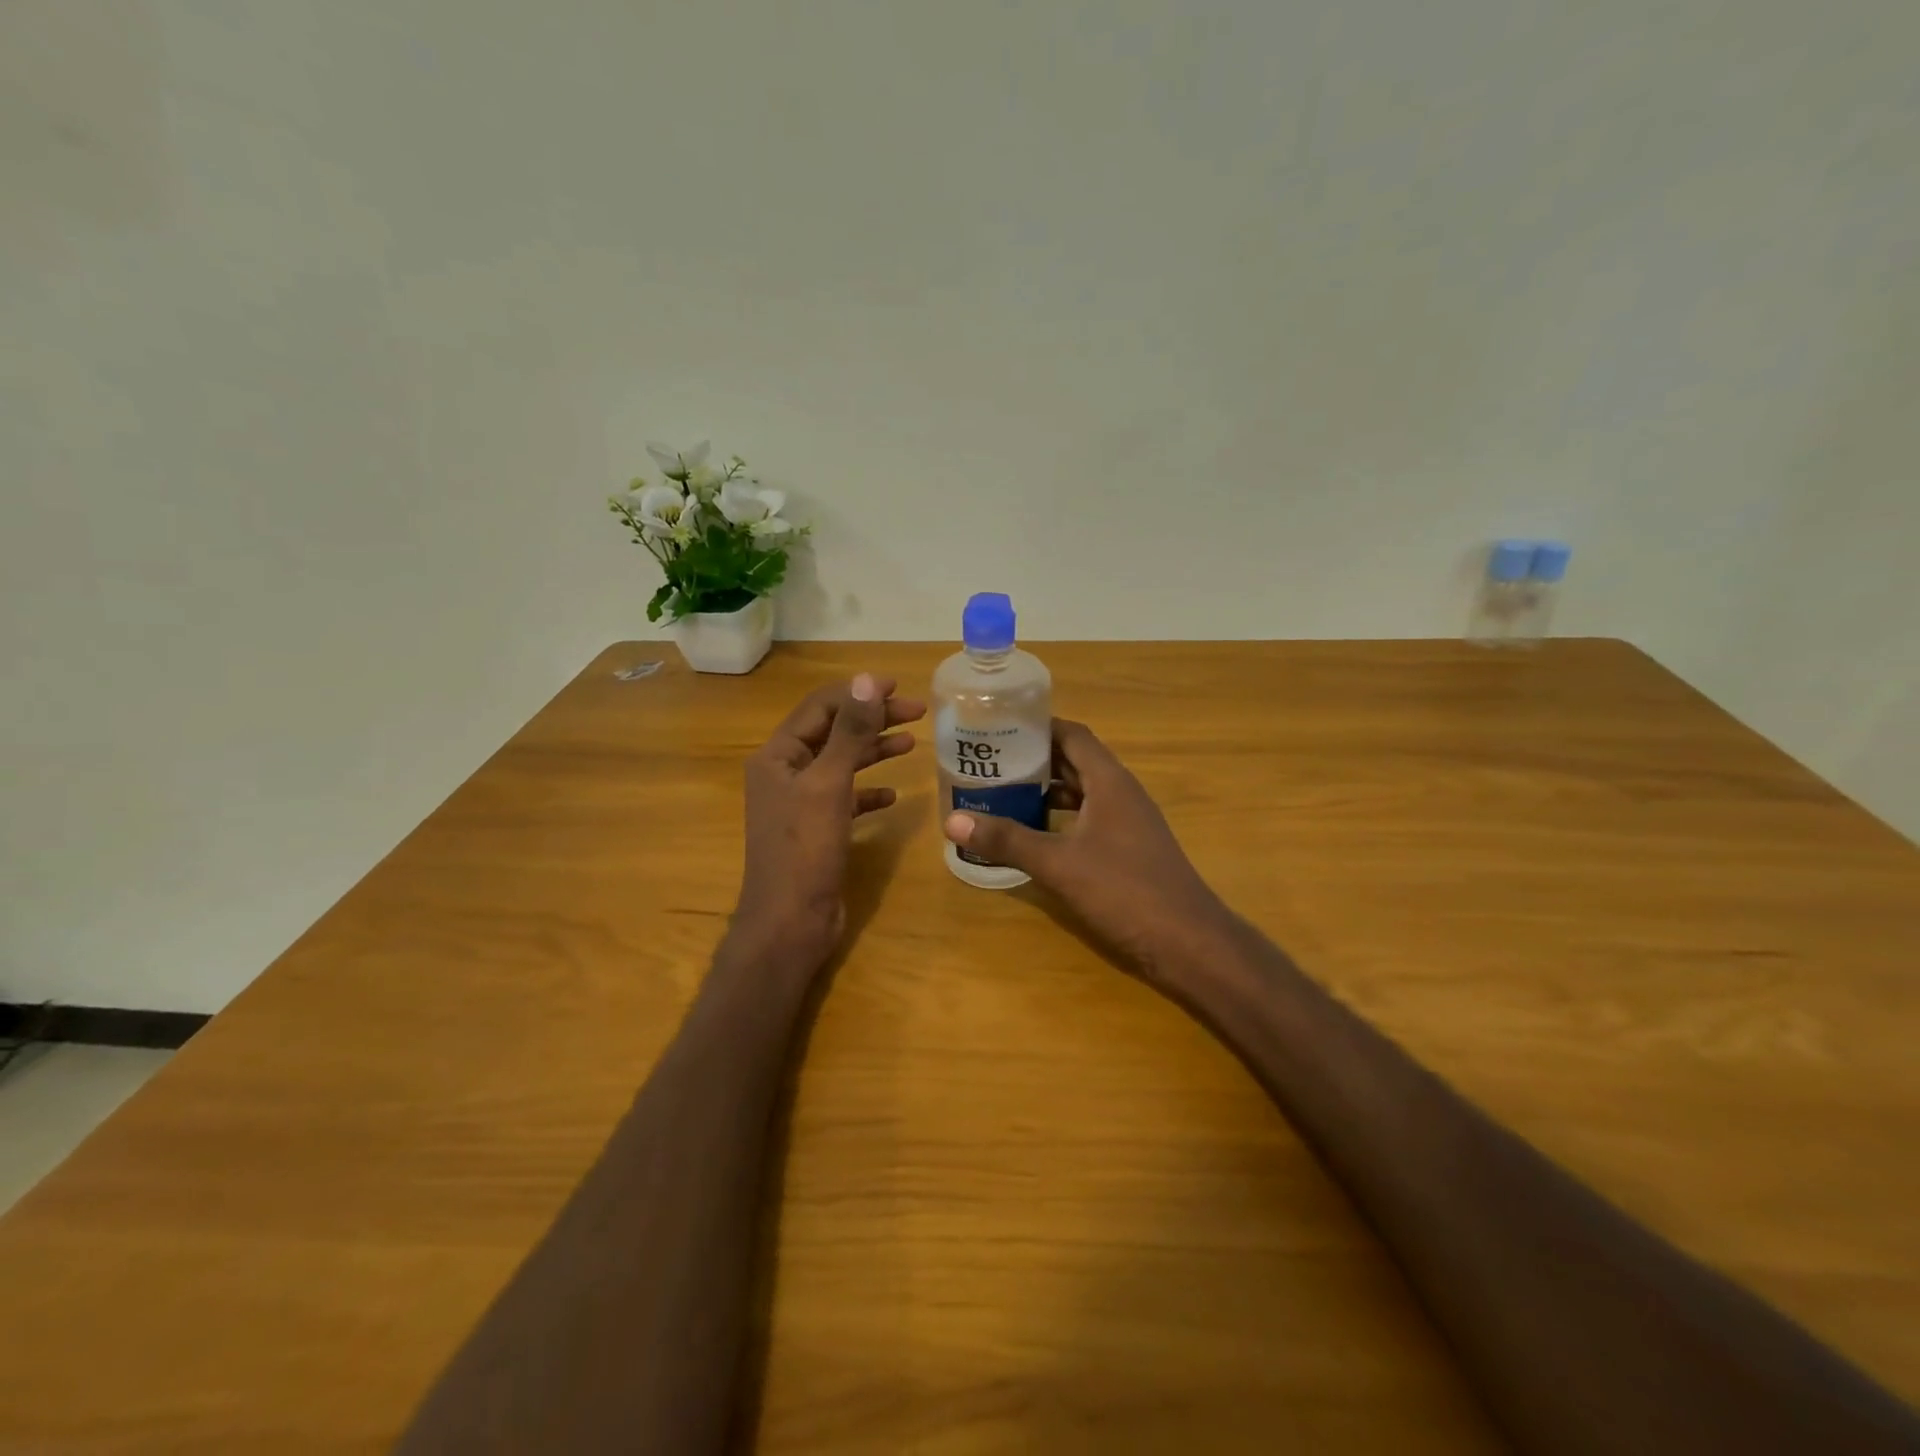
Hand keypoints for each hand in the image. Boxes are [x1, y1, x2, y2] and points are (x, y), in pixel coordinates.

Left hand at [732, 673, 925, 971]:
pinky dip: (869, 791)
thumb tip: (866, 680)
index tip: (898, 687)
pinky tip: (893, 795)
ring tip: (912, 743)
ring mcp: (800, 803)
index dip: (858, 693)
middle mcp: (785, 774)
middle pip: (833, 733)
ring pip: (841, 764)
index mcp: (777, 756)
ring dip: (874, 750)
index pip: (820, 707)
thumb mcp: (829, 785)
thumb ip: (849, 732)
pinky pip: (846, 798)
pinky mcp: (817, 829)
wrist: (789, 923)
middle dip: (873, 720)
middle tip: (918, 712)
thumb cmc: (804, 850)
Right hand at [942, 719, 1231, 980]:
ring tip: (1002, 794)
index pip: (1072, 735)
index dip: (1037, 726)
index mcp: (1109, 782)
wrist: (1188, 942)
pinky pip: (1089, 820)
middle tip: (990, 762)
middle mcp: (1121, 793)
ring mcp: (1129, 823)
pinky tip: (1034, 835)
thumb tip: (953, 822)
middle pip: (1074, 762)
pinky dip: (1061, 820)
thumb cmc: (1124, 890)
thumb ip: (1008, 840)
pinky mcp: (1129, 850)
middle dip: (1034, 760)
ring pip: (1082, 793)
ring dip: (1046, 792)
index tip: (998, 727)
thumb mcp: (1058, 863)